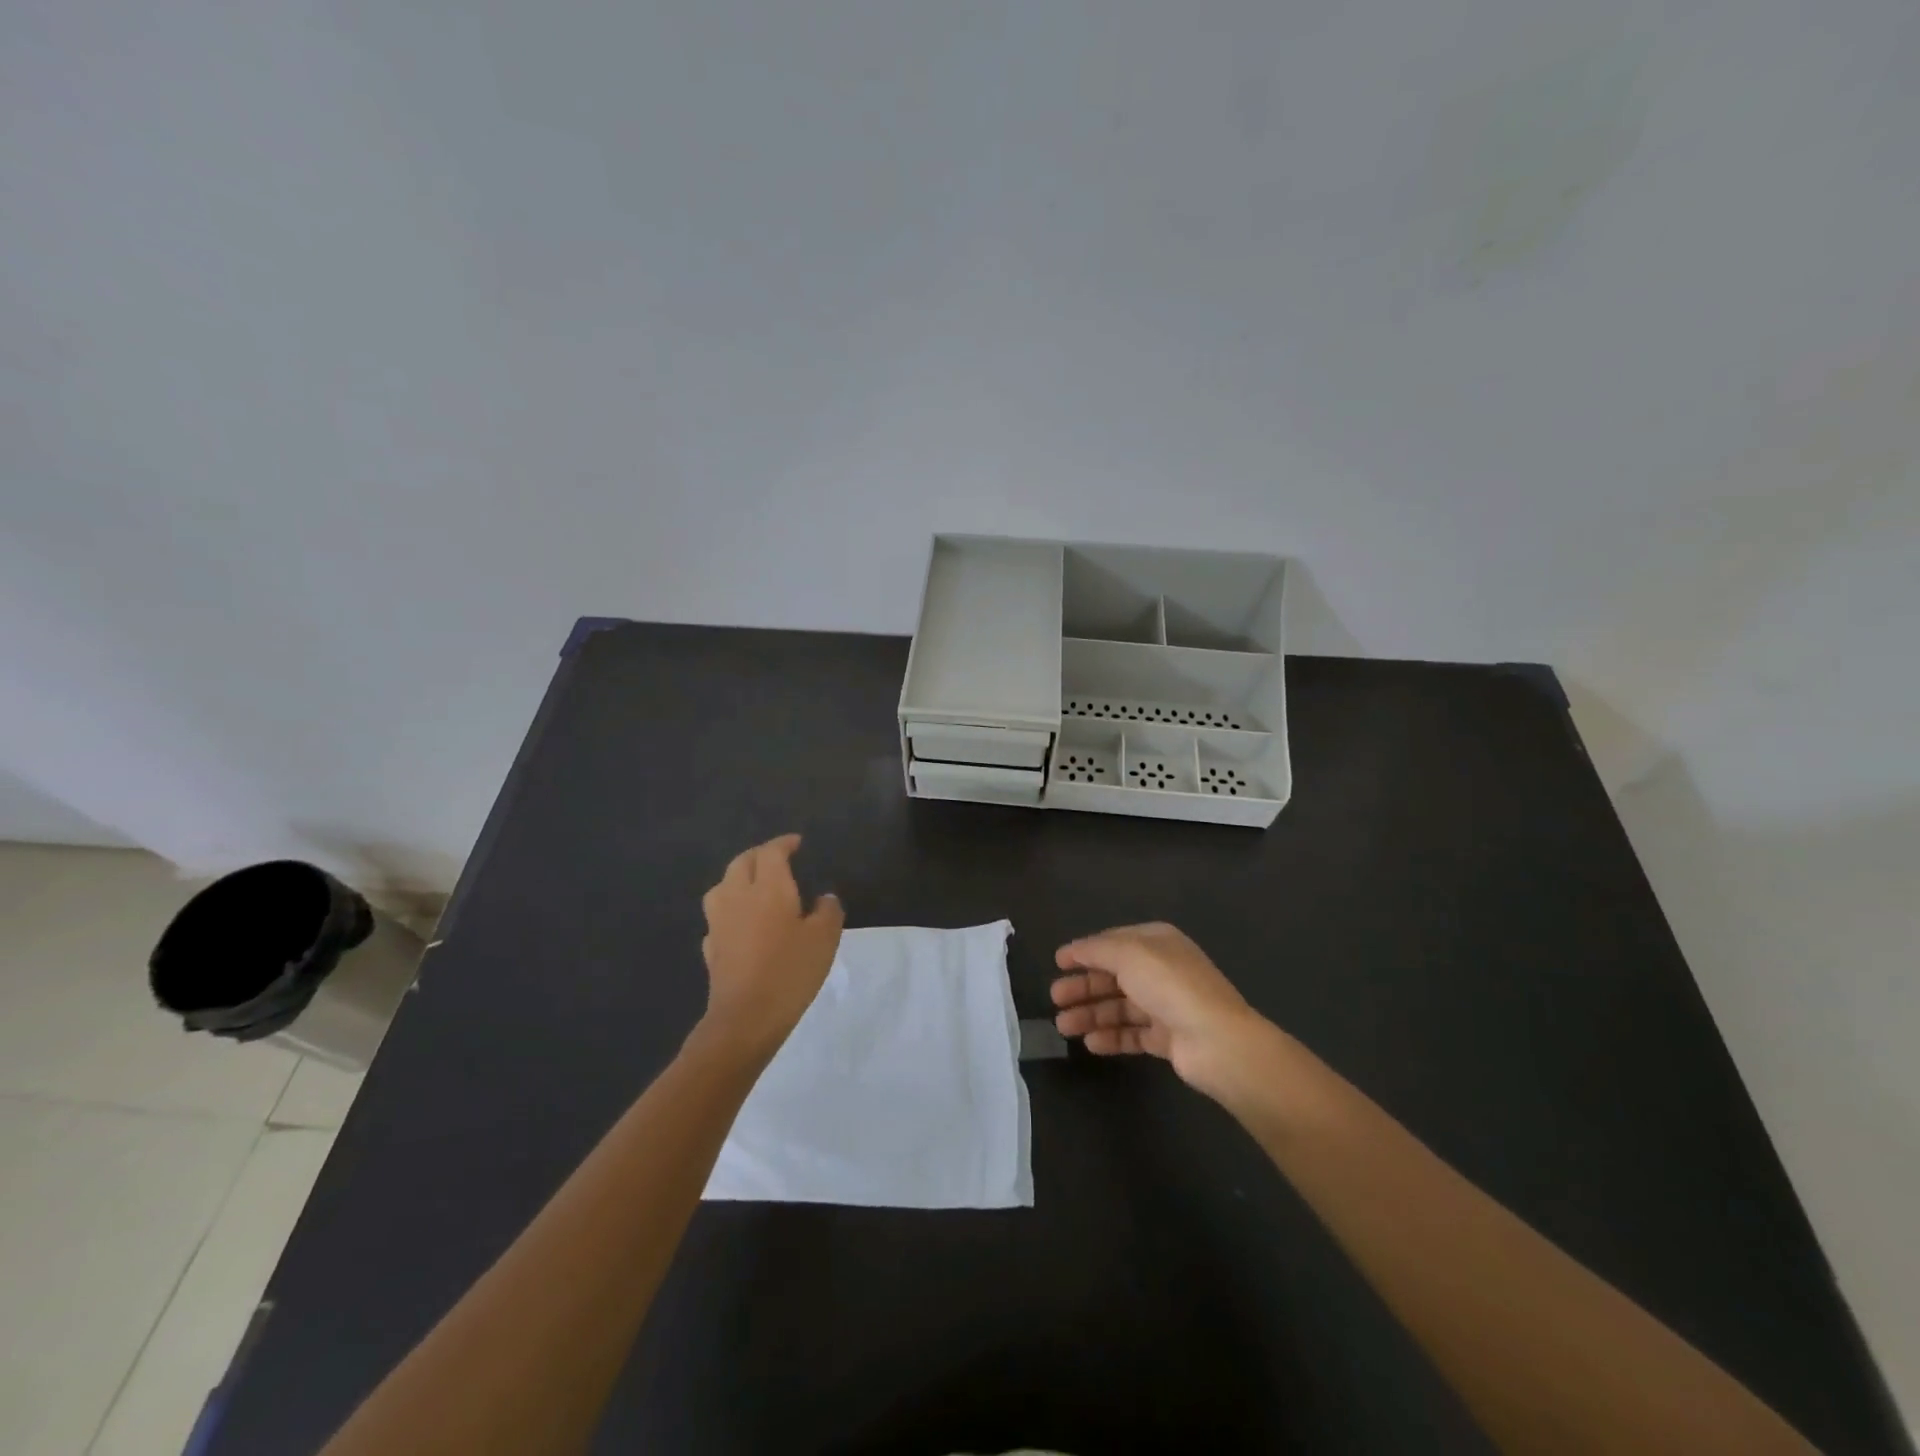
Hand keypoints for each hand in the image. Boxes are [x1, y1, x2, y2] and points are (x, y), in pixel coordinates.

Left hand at [696, 834, 843, 1062]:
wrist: (746, 1017)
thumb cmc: (790, 971)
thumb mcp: (824, 939)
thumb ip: (828, 912)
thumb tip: (824, 899)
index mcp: (768, 887)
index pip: (771, 852)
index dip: (783, 844)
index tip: (796, 843)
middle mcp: (738, 896)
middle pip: (742, 862)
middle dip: (759, 855)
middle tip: (777, 859)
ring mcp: (719, 921)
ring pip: (722, 886)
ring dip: (738, 878)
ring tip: (754, 886)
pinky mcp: (711, 947)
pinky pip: (718, 916)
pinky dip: (730, 910)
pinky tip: (741, 923)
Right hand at [1052, 922, 1268, 1097]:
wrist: (1216, 1041)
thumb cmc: (1170, 986)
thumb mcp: (1128, 954)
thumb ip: (1096, 950)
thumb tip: (1073, 950)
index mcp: (1157, 942)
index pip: (1113, 942)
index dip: (1085, 952)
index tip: (1058, 963)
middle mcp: (1162, 969)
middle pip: (1113, 976)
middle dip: (1083, 986)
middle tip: (1055, 998)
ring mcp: (1166, 1005)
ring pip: (1119, 1006)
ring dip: (1091, 1014)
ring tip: (1064, 1026)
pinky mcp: (1168, 1038)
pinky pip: (1132, 1034)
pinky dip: (1111, 1037)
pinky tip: (1090, 1043)